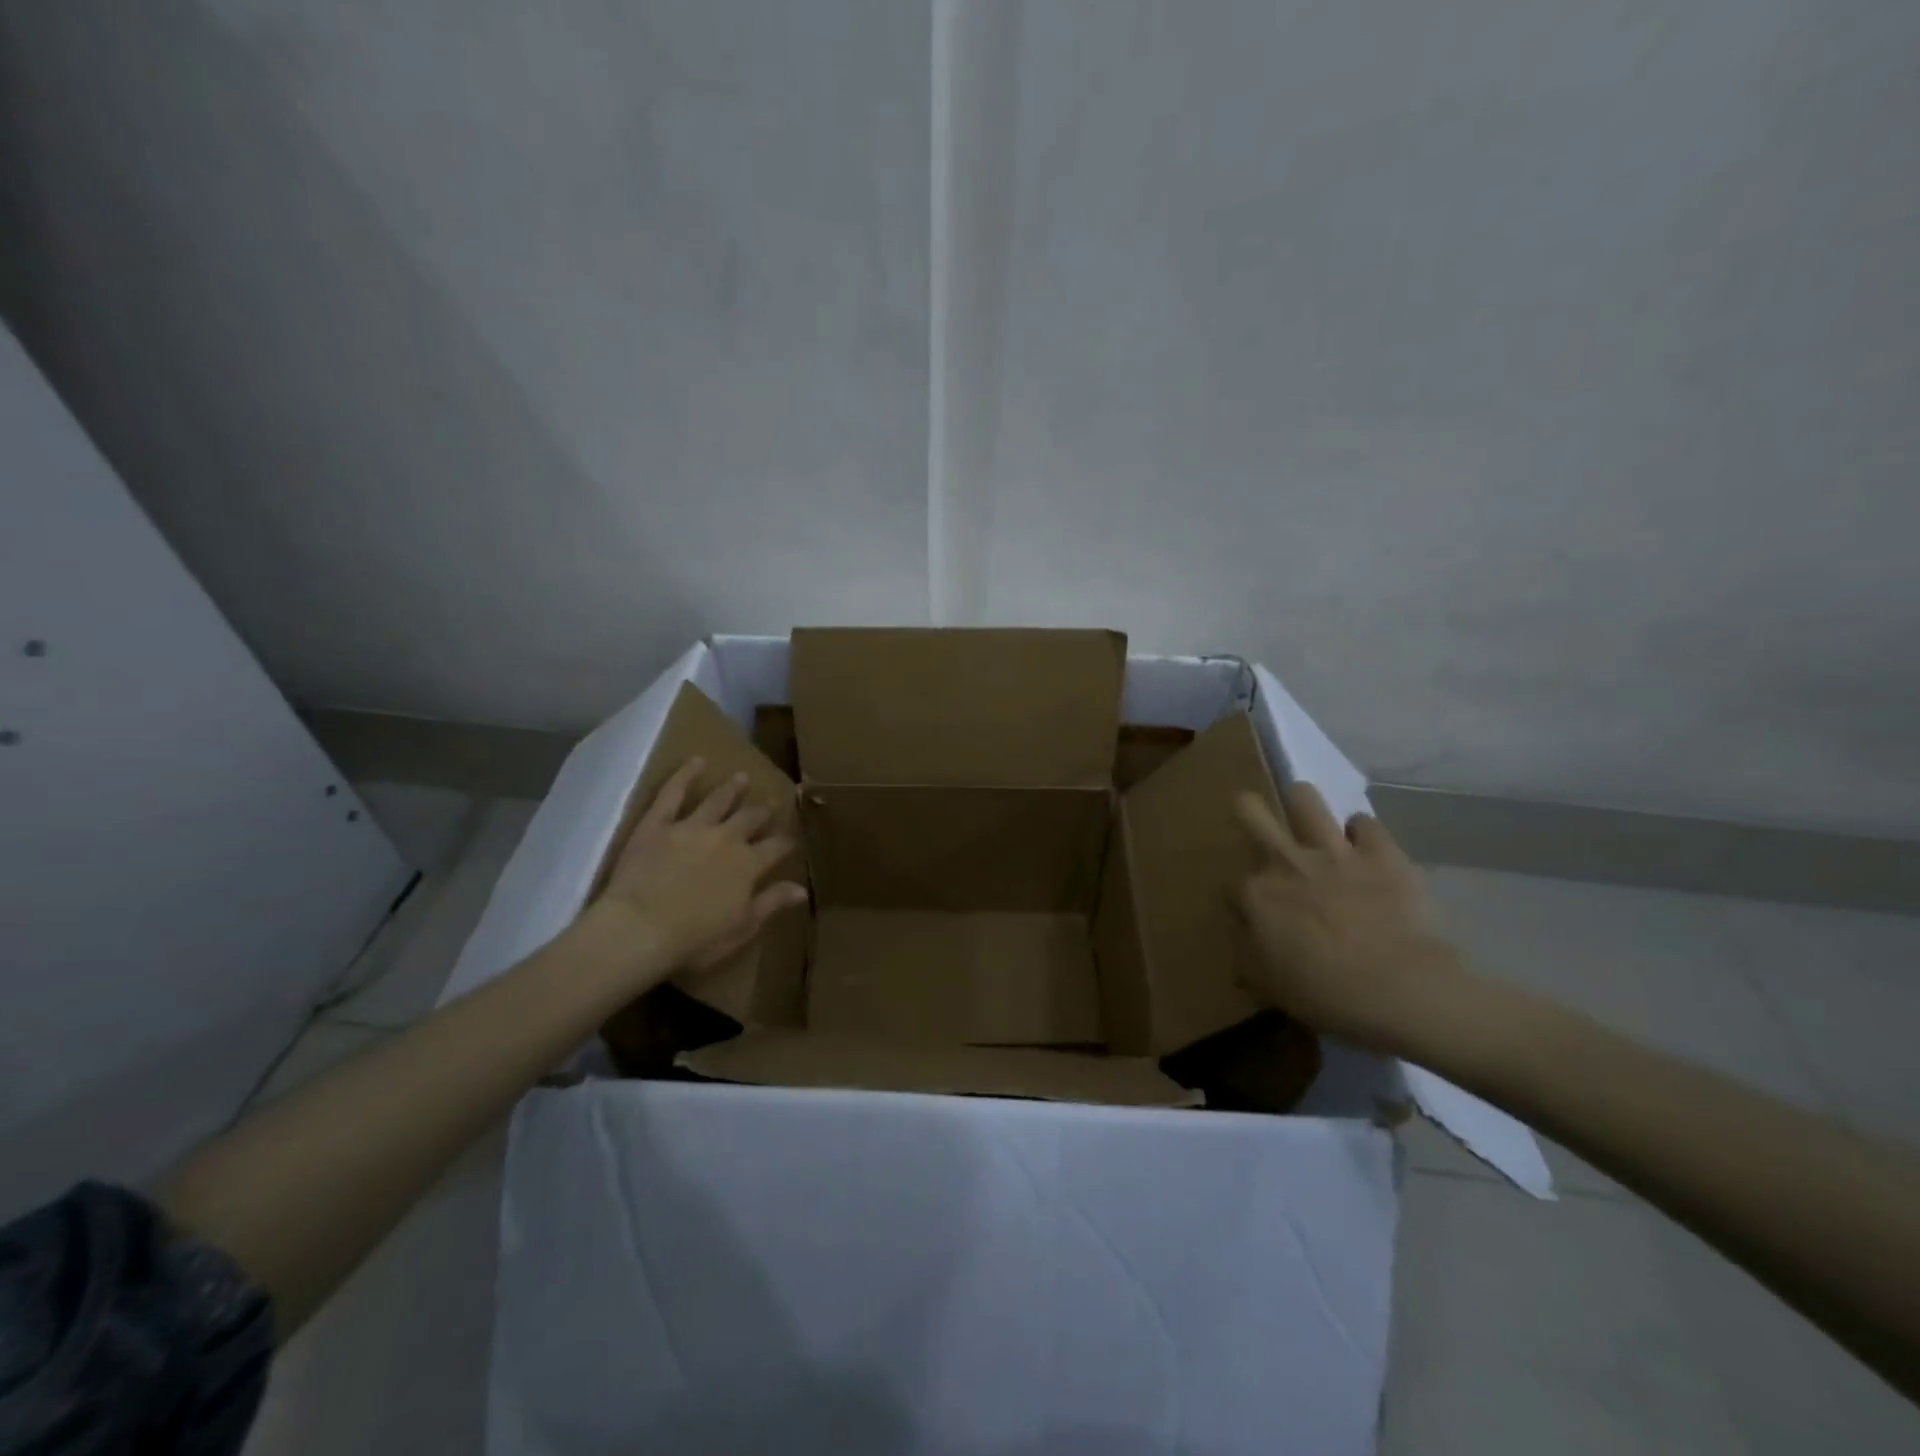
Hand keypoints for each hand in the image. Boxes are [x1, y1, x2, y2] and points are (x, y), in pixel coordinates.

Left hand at [599, 757, 806, 973]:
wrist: (640, 929)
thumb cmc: (695, 940)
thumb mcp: (742, 928)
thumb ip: (771, 903)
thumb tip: (801, 888)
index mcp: (749, 865)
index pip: (776, 848)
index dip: (786, 842)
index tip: (792, 839)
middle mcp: (726, 838)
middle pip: (750, 819)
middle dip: (762, 811)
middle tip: (771, 803)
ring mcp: (692, 827)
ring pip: (718, 800)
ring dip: (731, 789)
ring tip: (741, 777)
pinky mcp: (658, 824)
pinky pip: (672, 793)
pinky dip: (685, 775)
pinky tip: (695, 761)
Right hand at [1235, 784, 1467, 1052]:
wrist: (1403, 992)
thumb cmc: (1327, 995)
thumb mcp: (1270, 988)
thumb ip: (1248, 960)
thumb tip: (1244, 947)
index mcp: (1257, 895)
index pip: (1232, 884)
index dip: (1242, 901)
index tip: (1255, 921)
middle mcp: (1287, 861)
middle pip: (1250, 810)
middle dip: (1249, 812)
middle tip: (1260, 829)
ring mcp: (1335, 852)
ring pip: (1305, 797)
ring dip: (1304, 807)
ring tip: (1312, 825)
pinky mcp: (1381, 852)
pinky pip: (1365, 822)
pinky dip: (1362, 833)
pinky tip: (1366, 848)